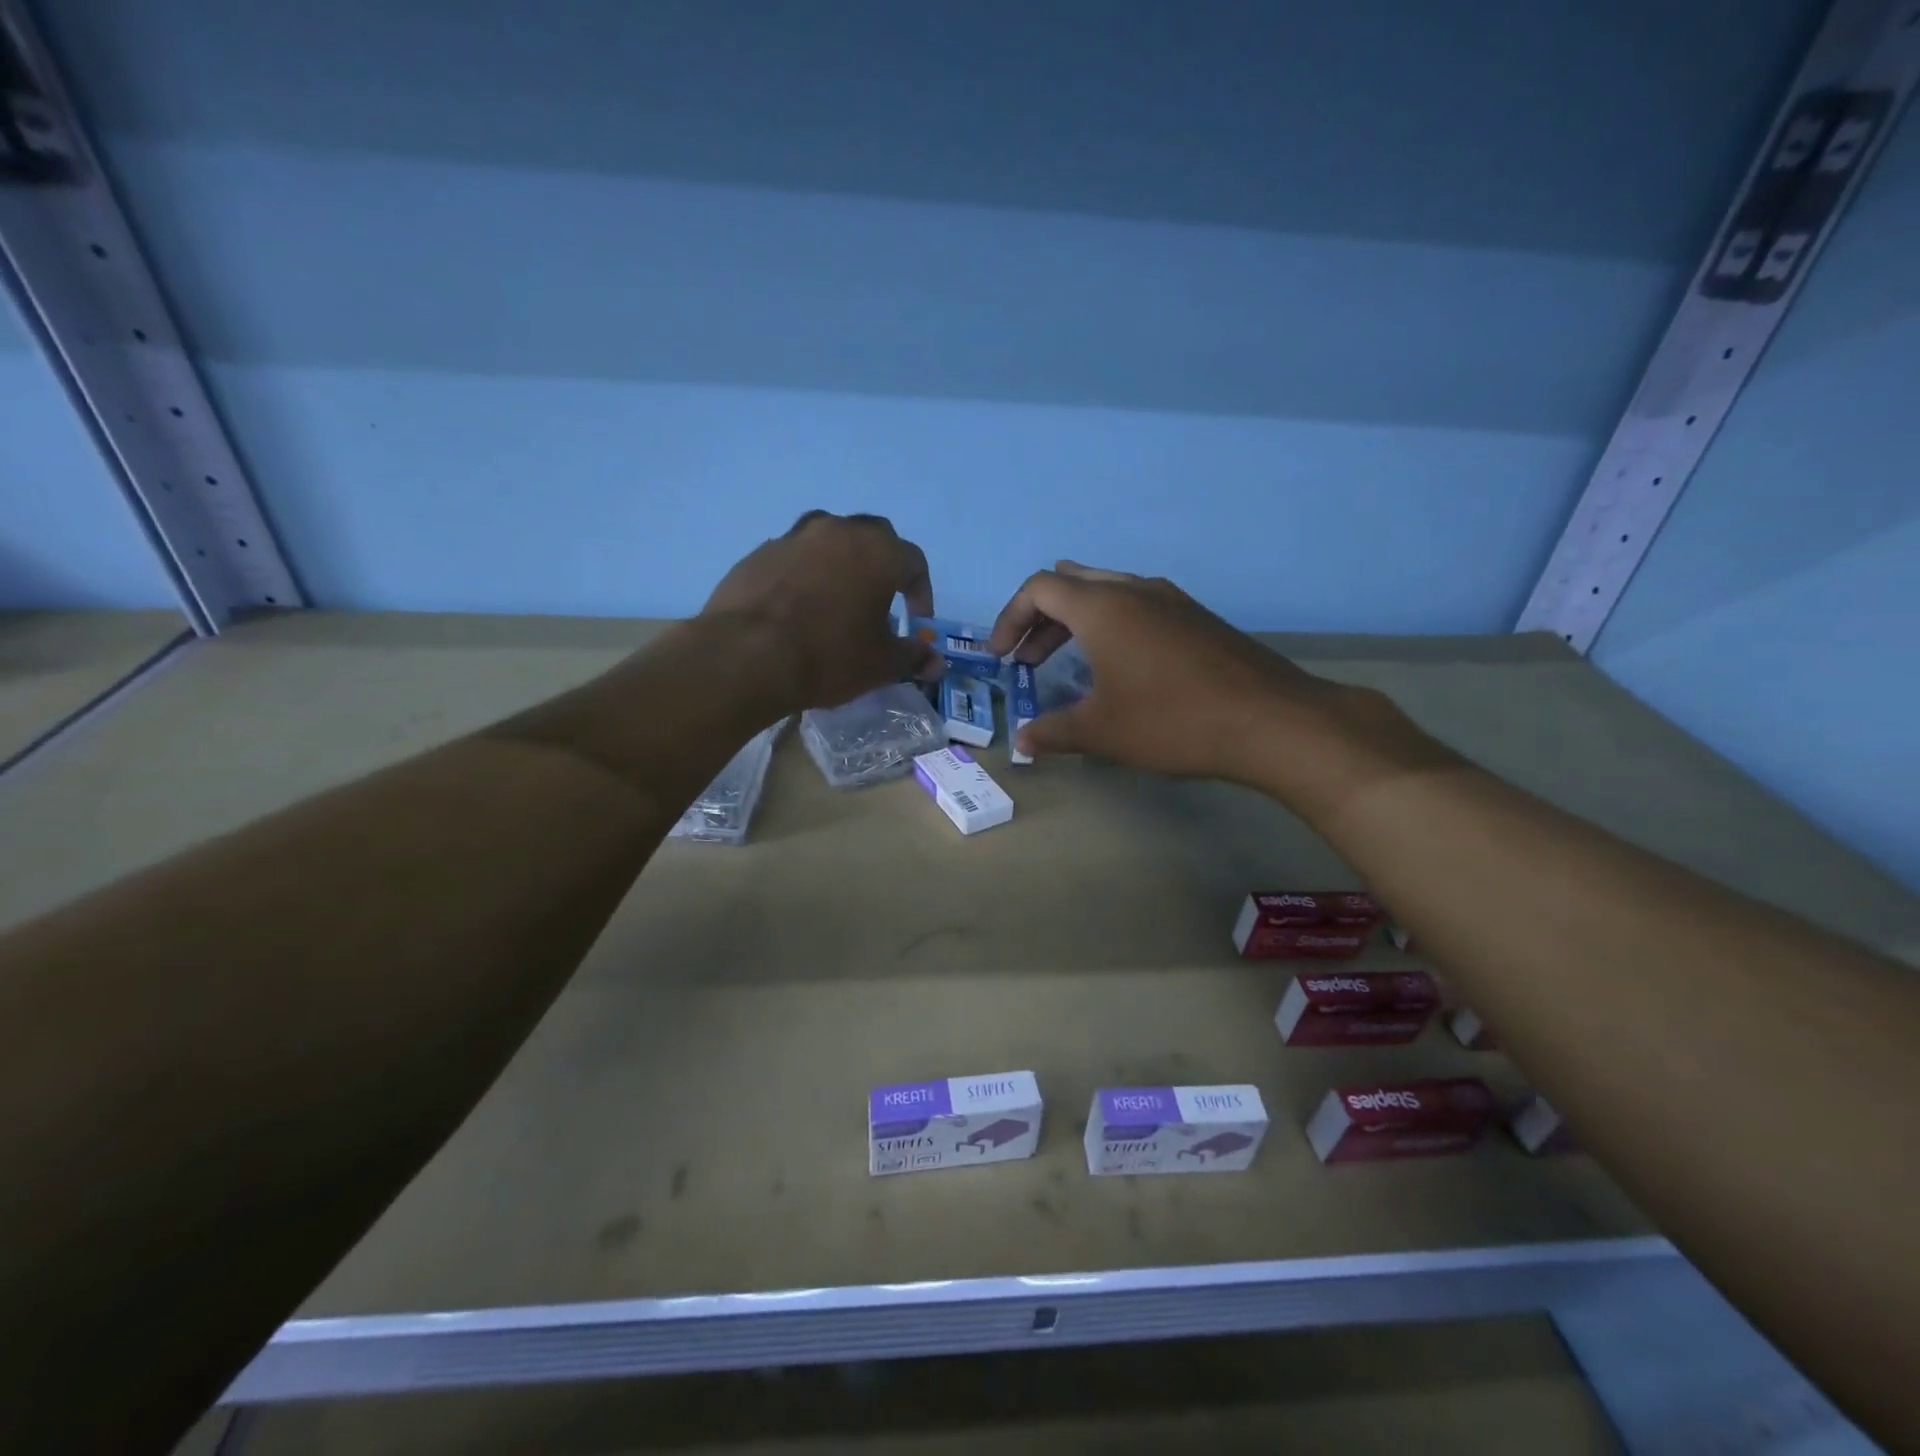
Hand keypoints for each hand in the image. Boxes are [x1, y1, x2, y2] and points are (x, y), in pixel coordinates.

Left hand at [703, 511, 943, 711]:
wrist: (746, 656)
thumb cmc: (829, 656)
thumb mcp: (881, 664)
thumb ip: (913, 656)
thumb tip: (936, 662)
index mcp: (879, 551)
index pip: (914, 562)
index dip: (921, 593)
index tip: (915, 621)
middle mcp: (839, 531)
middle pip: (873, 538)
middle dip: (882, 566)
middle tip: (879, 601)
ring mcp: (794, 537)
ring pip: (829, 540)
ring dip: (840, 563)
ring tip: (836, 599)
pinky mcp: (759, 553)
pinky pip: (793, 558)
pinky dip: (803, 575)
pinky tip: (797, 608)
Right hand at [986, 562, 1450, 820]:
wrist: (1272, 721)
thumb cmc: (1173, 721)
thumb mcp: (1103, 732)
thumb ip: (1054, 732)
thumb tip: (1022, 742)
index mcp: (1103, 607)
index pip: (1039, 588)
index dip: (1010, 619)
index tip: (1001, 657)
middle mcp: (1135, 590)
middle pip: (1071, 583)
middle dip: (1040, 618)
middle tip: (1028, 659)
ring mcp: (1172, 600)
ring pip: (1107, 592)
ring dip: (1076, 621)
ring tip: (1066, 663)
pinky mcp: (1197, 618)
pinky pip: (1138, 606)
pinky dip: (1110, 626)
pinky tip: (1120, 668)